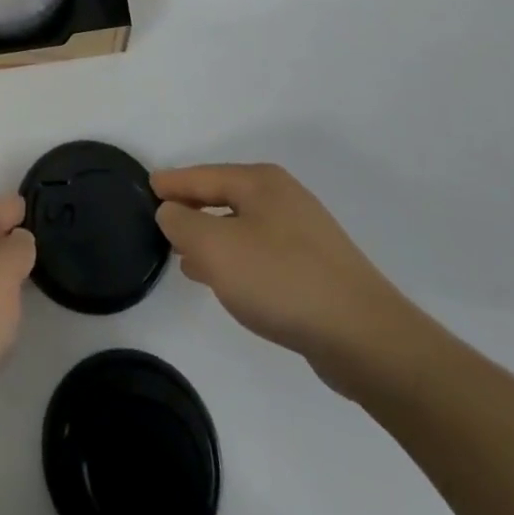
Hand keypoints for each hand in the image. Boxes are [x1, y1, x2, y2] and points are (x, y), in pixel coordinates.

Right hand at [154, 163, 434, 396]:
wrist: (366, 339)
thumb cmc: (281, 280)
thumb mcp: (215, 247)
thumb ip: (182, 223)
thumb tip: (171, 212)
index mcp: (260, 183)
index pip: (202, 175)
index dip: (172, 183)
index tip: (147, 188)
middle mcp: (283, 198)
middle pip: (223, 197)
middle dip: (192, 210)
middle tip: (162, 223)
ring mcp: (304, 234)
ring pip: (242, 227)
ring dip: (213, 239)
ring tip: (185, 258)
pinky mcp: (317, 269)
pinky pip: (262, 254)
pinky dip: (237, 260)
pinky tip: (227, 282)